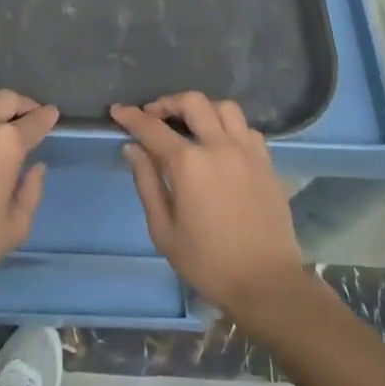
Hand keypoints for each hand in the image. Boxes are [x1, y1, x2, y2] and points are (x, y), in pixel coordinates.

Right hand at [111, 92, 306, 315]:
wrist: (266, 284)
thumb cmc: (208, 263)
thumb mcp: (164, 231)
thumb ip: (147, 183)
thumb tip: (133, 149)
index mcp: (189, 164)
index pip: (152, 129)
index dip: (132, 117)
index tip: (118, 110)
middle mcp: (218, 147)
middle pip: (193, 102)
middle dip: (168, 102)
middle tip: (154, 115)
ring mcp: (247, 151)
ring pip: (224, 108)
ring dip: (203, 108)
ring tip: (191, 123)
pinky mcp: (266, 162)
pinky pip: (247, 129)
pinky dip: (230, 128)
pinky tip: (222, 144)